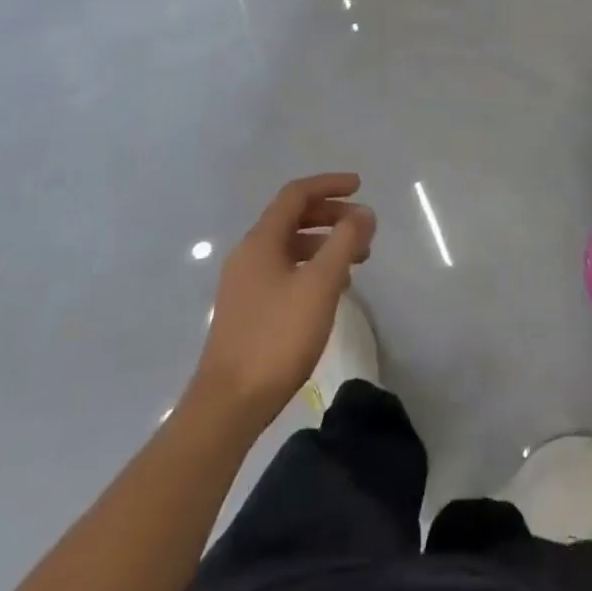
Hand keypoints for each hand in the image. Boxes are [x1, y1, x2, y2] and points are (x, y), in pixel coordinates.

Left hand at [191, 174, 375, 429]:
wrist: (228, 405)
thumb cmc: (277, 337)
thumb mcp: (320, 285)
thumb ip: (345, 242)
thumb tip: (363, 213)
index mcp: (261, 241)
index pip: (296, 194)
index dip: (329, 185)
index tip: (360, 187)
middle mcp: (249, 254)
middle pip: (292, 218)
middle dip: (331, 215)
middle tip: (363, 227)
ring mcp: (245, 283)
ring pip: (290, 247)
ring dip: (324, 244)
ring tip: (356, 260)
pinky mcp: (248, 310)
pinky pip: (285, 271)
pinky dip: (311, 267)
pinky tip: (331, 290)